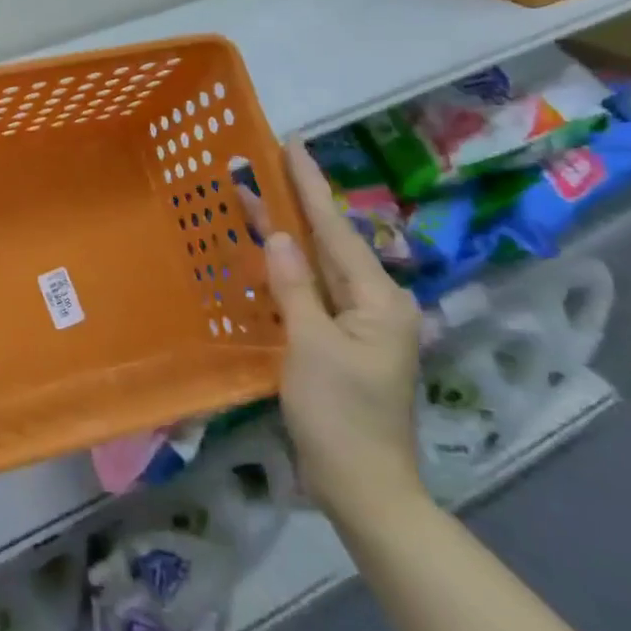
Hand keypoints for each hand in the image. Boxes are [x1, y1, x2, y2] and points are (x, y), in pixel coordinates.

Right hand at [237, 139, 425, 529]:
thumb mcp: (312, 346)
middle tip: (261, 162)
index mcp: (377, 298)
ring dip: (286, 233)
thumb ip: (295, 286)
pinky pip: (309, 291)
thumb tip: (279, 236)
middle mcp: (372, 301)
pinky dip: (285, 269)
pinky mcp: (338, 341)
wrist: (363, 487)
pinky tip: (265, 253)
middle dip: (294, 202)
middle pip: (326, 241)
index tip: (292, 143)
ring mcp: (356, 323)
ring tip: (253, 197)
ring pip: (316, 265)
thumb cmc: (341, 415)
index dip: (309, 183)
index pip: (334, 228)